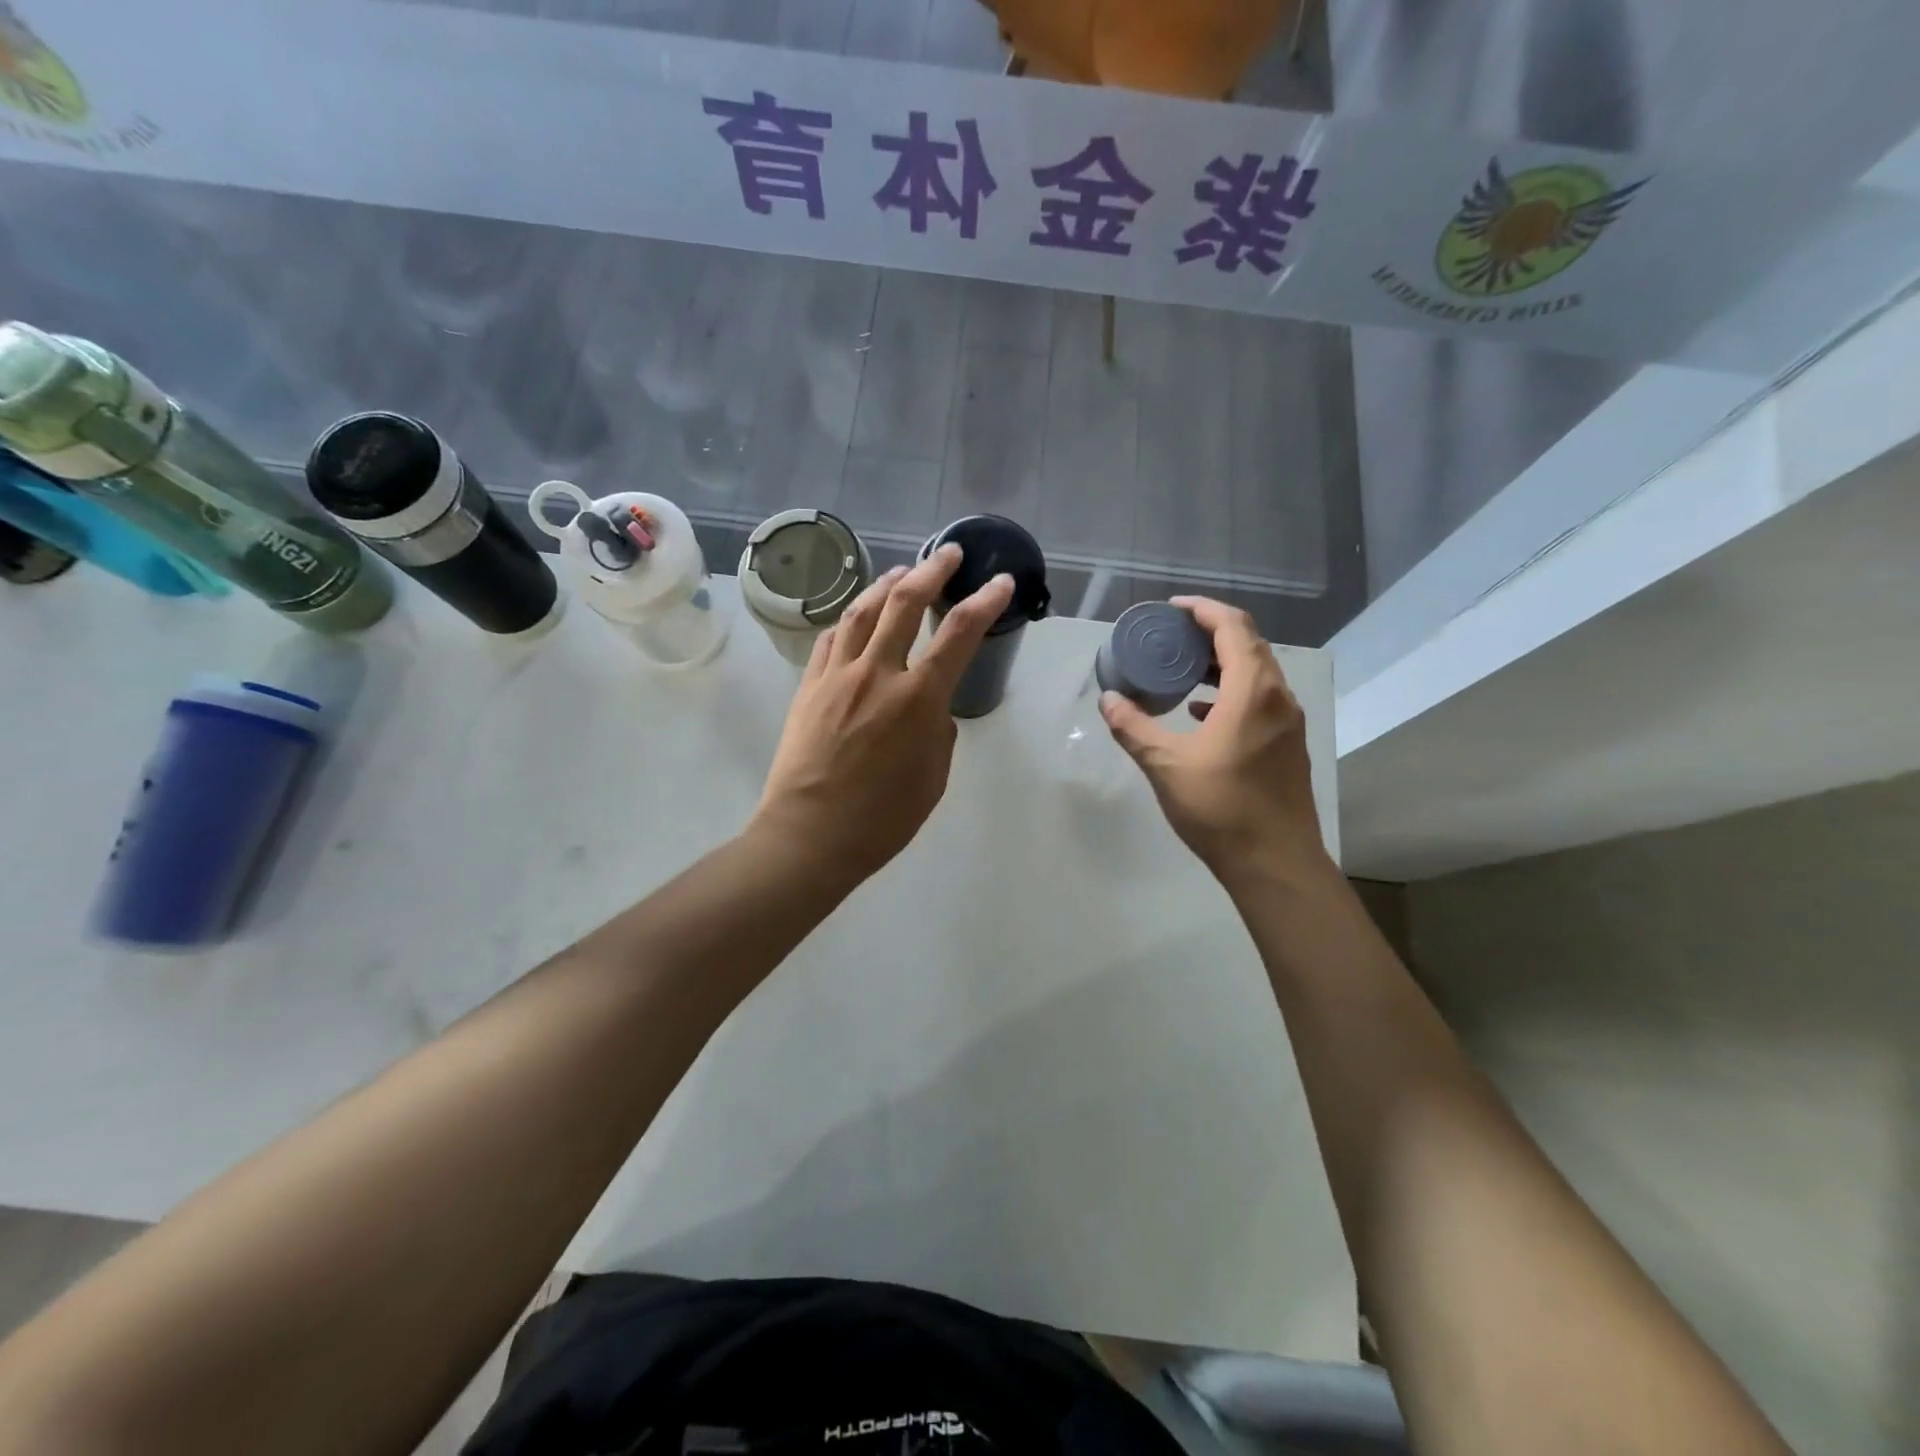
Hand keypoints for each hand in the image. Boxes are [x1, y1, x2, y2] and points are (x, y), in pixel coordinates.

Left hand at [750, 544, 1014, 888]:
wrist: (809, 834)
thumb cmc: (882, 818)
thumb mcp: (933, 777)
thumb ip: (938, 731)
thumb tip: (931, 708)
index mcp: (918, 700)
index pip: (959, 633)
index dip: (984, 601)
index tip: (999, 583)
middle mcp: (878, 674)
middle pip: (905, 603)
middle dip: (932, 571)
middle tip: (948, 554)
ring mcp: (837, 676)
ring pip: (862, 611)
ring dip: (887, 584)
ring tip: (903, 572)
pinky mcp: (809, 686)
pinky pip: (831, 638)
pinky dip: (850, 618)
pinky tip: (857, 614)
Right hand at [1100, 597, 1329, 888]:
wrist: (1275, 862)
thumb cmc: (1220, 808)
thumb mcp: (1165, 765)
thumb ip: (1133, 728)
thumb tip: (1108, 700)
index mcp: (1252, 691)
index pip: (1233, 627)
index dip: (1203, 610)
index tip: (1172, 608)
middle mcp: (1278, 697)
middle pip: (1249, 645)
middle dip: (1211, 632)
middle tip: (1172, 635)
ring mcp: (1288, 722)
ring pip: (1257, 674)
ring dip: (1222, 663)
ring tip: (1183, 669)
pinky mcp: (1288, 745)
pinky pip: (1260, 700)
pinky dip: (1231, 693)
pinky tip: (1202, 713)